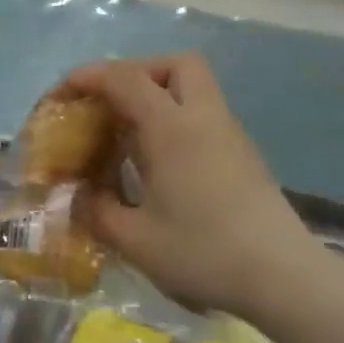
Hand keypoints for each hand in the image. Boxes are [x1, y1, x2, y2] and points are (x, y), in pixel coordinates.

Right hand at [62, 52, 319, 317]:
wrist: (283, 278)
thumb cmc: (204, 254)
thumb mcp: (135, 240)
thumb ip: (97, 211)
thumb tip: (80, 195)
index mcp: (173, 129)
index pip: (126, 79)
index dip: (87, 77)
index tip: (60, 96)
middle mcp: (204, 119)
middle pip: (174, 65)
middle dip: (135, 73)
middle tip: (108, 106)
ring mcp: (229, 134)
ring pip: (193, 88)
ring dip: (156, 97)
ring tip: (125, 137)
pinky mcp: (242, 155)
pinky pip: (201, 116)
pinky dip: (172, 122)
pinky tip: (155, 164)